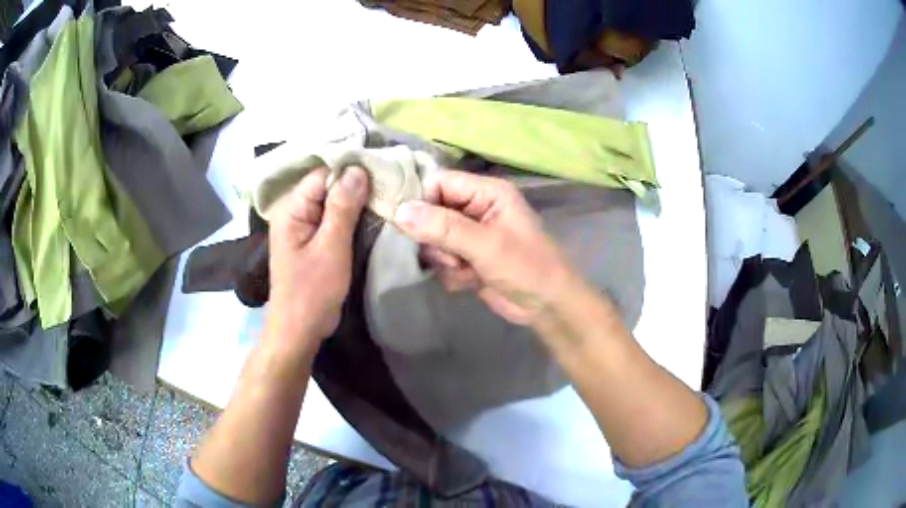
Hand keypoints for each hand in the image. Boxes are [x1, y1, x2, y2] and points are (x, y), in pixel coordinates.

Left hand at [265, 166, 368, 356]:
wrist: (300, 330)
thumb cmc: (312, 291)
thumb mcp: (331, 247)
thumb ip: (343, 207)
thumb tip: (358, 169)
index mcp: (291, 209)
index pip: (323, 174)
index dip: (351, 171)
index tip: (382, 171)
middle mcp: (295, 212)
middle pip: (328, 186)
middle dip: (356, 185)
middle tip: (389, 184)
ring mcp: (304, 226)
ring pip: (333, 202)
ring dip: (357, 201)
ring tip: (387, 197)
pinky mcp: (313, 240)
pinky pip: (334, 219)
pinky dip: (352, 216)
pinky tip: (373, 215)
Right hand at [393, 170, 579, 325]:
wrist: (547, 306)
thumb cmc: (526, 267)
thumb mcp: (486, 244)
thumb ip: (444, 227)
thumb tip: (399, 211)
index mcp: (486, 192)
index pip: (439, 182)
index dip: (421, 201)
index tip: (407, 224)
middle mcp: (475, 208)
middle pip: (431, 212)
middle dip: (436, 238)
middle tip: (451, 255)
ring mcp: (470, 235)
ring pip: (432, 240)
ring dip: (444, 259)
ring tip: (465, 269)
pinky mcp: (466, 258)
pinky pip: (441, 261)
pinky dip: (451, 274)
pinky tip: (470, 281)